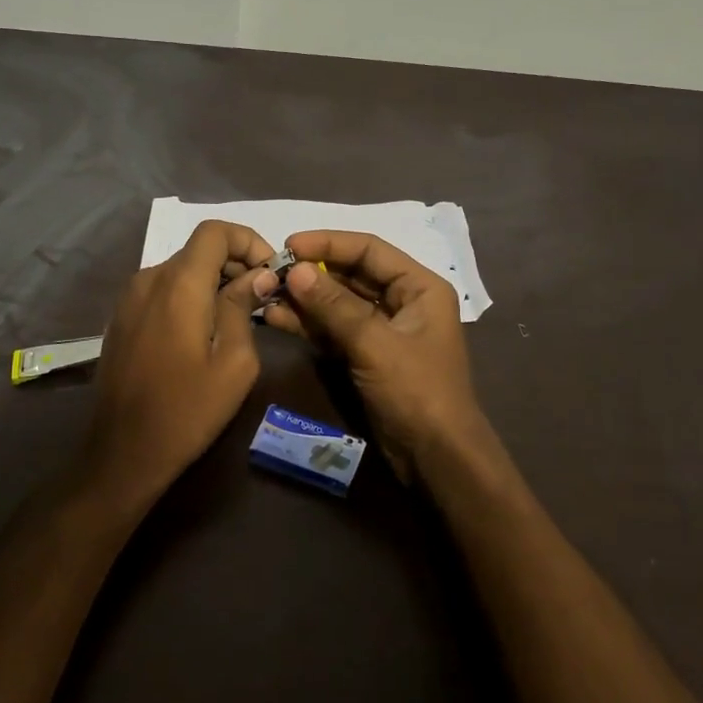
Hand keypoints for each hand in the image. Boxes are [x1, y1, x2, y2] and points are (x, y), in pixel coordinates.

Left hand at [81, 220, 277, 508]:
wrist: (122, 453)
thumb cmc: (187, 410)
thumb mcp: (234, 363)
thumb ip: (242, 308)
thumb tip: (255, 276)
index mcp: (178, 284)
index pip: (215, 231)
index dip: (248, 240)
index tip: (269, 273)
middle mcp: (149, 279)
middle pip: (198, 249)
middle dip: (235, 263)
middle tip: (262, 298)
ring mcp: (129, 298)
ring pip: (180, 269)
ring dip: (213, 280)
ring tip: (238, 315)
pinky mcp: (121, 318)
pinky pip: (162, 290)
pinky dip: (189, 295)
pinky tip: (204, 330)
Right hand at [261, 230, 495, 480]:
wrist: (436, 458)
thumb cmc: (416, 391)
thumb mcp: (374, 343)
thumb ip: (334, 305)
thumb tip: (296, 270)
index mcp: (419, 287)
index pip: (369, 250)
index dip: (328, 243)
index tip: (288, 245)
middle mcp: (403, 301)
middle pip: (352, 274)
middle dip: (312, 272)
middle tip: (271, 270)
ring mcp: (383, 330)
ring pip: (338, 303)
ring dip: (305, 299)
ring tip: (266, 293)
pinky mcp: (367, 356)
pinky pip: (334, 330)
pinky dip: (308, 324)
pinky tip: (277, 318)